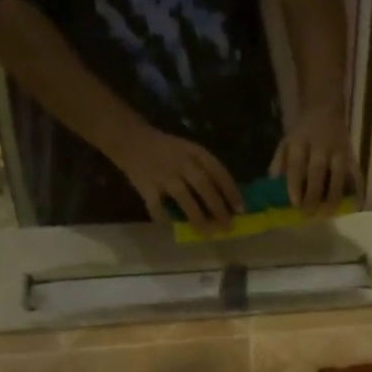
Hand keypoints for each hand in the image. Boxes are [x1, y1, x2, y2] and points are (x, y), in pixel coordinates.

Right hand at [111, 126, 243, 229]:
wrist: (130, 139)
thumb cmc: (167, 149)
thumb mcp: (189, 150)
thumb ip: (205, 170)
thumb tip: (228, 198)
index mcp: (194, 152)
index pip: (218, 171)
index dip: (231, 191)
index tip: (241, 209)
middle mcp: (180, 162)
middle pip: (204, 186)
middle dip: (218, 208)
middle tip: (228, 226)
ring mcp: (163, 174)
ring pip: (184, 198)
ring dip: (198, 217)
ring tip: (208, 233)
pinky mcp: (146, 186)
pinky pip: (156, 206)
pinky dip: (165, 218)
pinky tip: (174, 228)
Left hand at [272, 100, 358, 213]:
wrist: (325, 107)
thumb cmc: (302, 131)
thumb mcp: (286, 141)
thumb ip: (279, 163)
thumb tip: (273, 187)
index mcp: (300, 140)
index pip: (297, 164)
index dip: (295, 184)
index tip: (294, 204)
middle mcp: (321, 144)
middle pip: (317, 171)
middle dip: (313, 194)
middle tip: (309, 213)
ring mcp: (339, 150)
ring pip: (338, 174)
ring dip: (334, 195)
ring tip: (328, 213)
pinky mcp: (352, 155)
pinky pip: (356, 173)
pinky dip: (357, 189)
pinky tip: (354, 205)